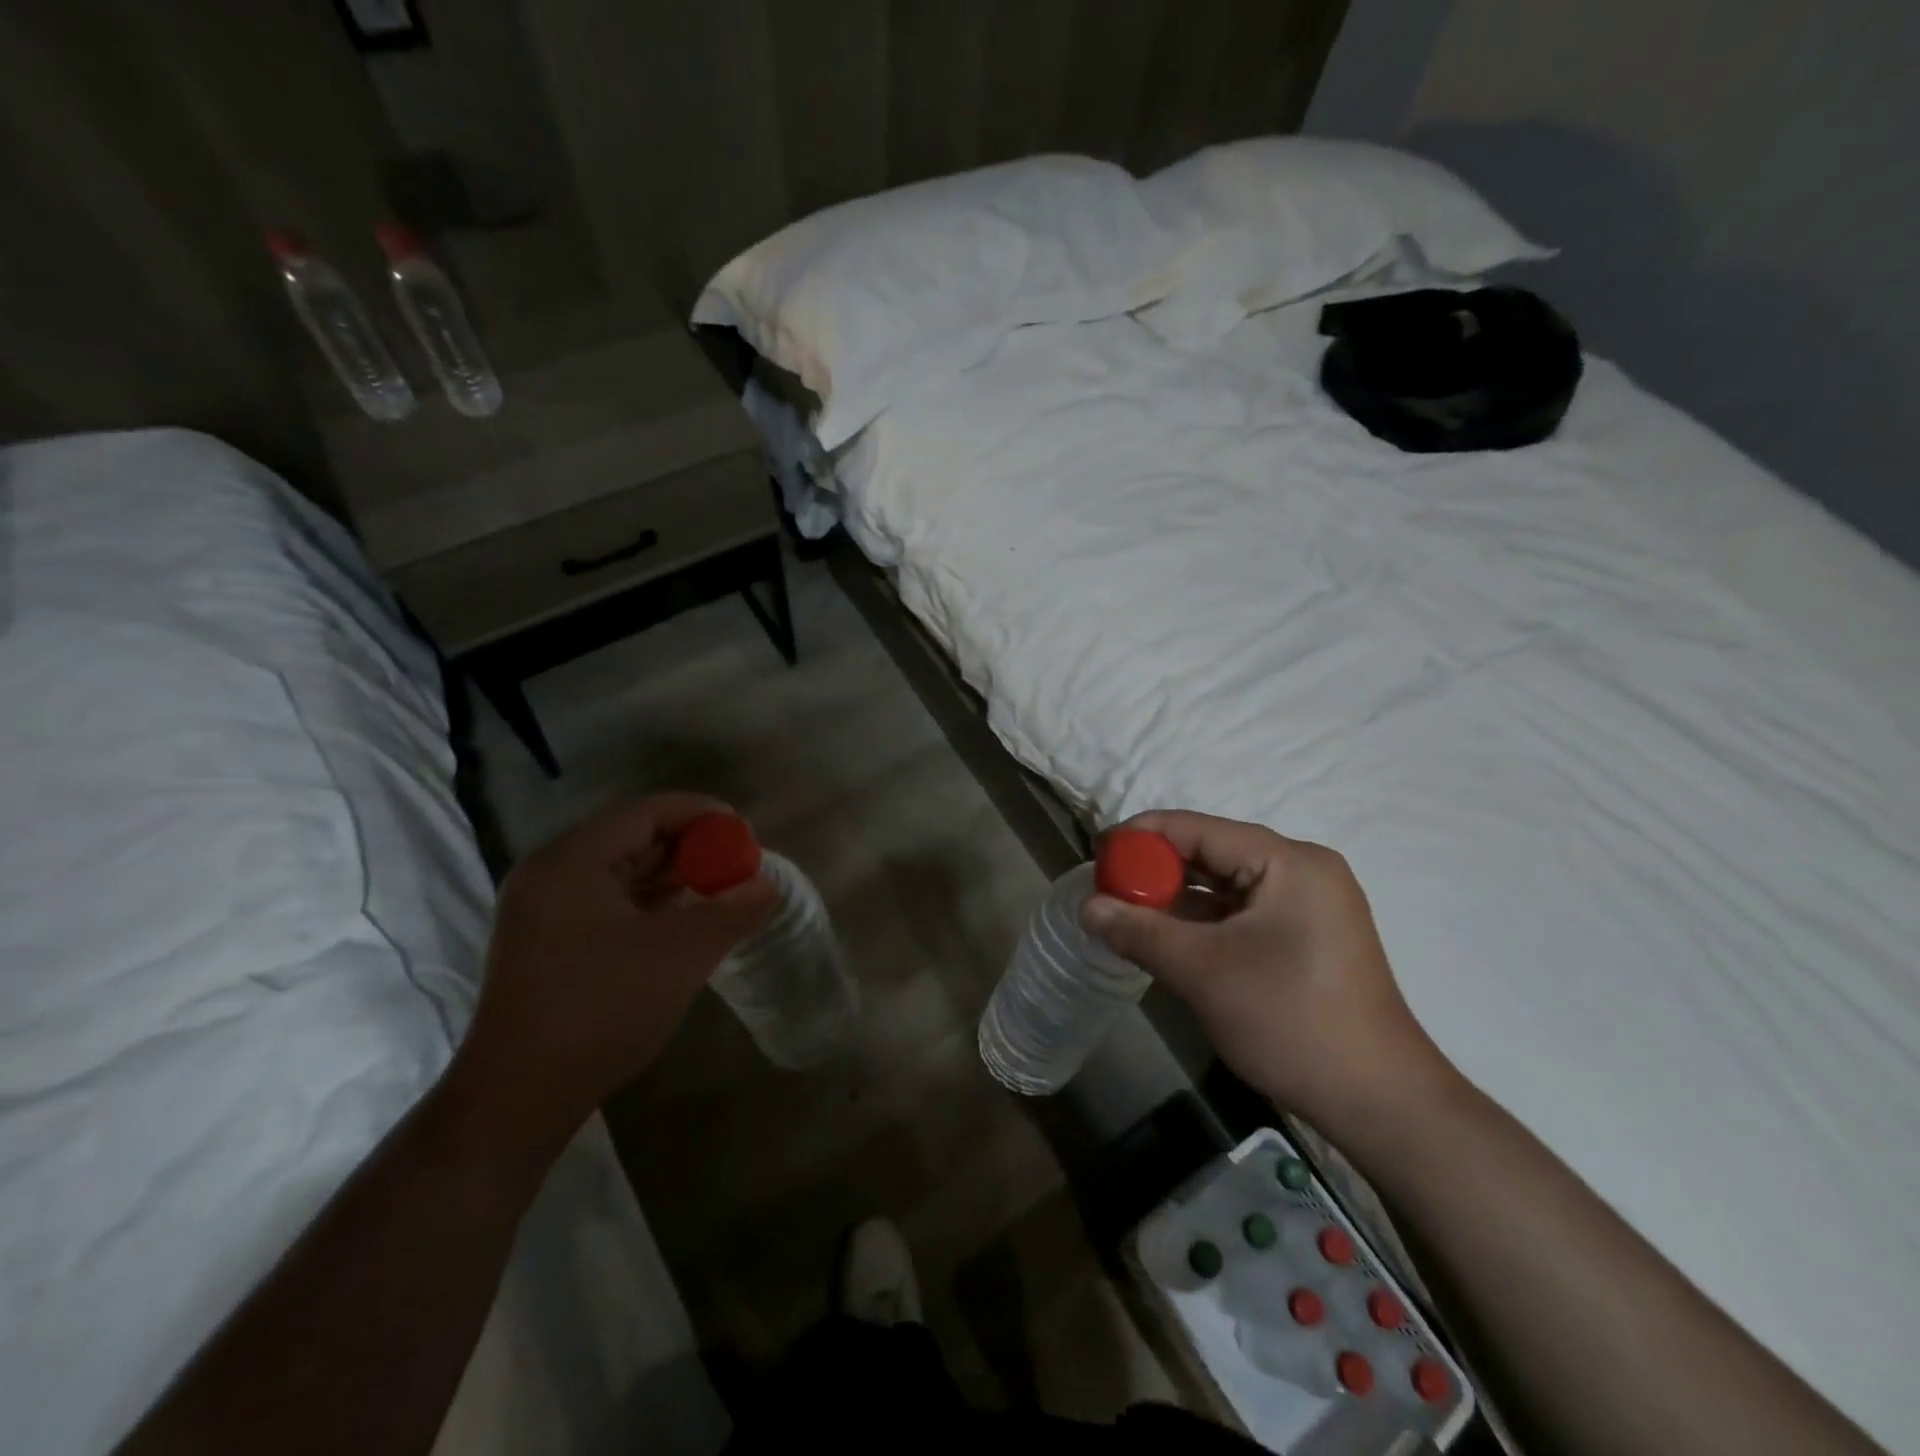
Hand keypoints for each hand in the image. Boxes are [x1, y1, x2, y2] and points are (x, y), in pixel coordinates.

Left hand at [449, 794, 778, 1153]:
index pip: (647, 812)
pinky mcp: (547, 943)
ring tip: (721, 891)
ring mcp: (543, 910)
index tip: (746, 833)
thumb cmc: (601, 1010)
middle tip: (738, 865)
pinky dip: (650, 903)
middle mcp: (551, 873)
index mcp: (572, 860)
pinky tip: (685, 921)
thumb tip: (767, 885)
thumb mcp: (681, 955)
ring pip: (622, 872)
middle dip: (691, 848)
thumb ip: (731, 911)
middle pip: (633, 838)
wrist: (518, 1099)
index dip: (702, 815)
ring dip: (673, 877)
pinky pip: (608, 902)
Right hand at [1081, 811, 1456, 1135]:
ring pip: (1225, 886)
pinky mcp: (1307, 938)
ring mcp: (1309, 905)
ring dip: (1177, 899)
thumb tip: (1086, 907)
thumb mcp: (1203, 971)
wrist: (1379, 1103)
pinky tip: (1167, 938)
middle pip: (1212, 853)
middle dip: (1156, 870)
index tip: (1096, 853)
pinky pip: (1242, 913)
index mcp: (1288, 861)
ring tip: (1126, 913)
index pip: (1198, 828)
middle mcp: (1302, 871)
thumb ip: (1139, 931)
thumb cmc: (1290, 1021)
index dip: (1141, 836)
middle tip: (1106, 889)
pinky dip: (1203, 922)